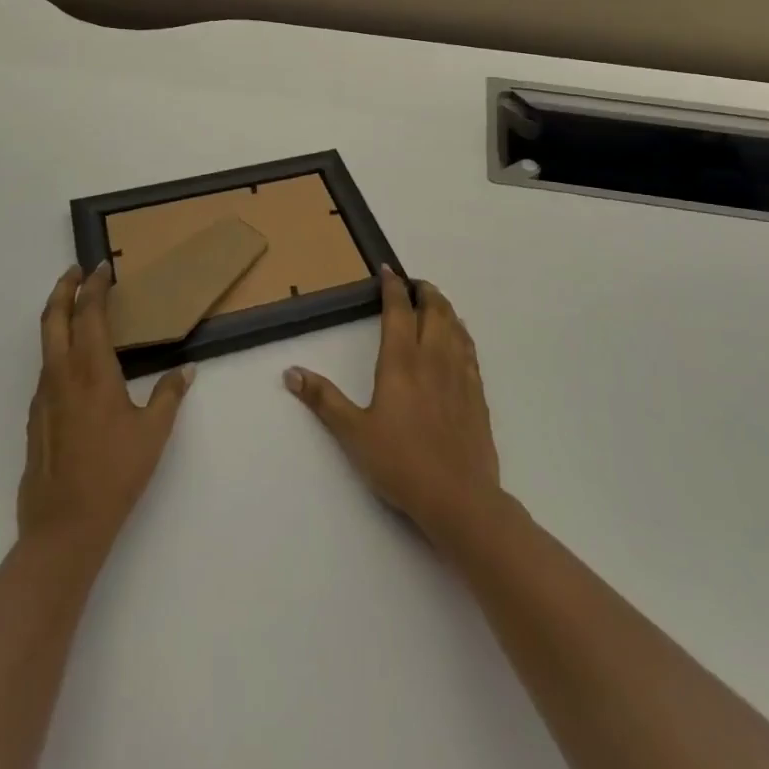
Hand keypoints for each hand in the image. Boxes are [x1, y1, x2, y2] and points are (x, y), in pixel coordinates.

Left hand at [18, 263, 194, 551]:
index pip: (89, 314)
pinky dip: (58, 349)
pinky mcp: (36, 418)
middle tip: (76, 271)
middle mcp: (61, 375)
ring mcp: (43, 396)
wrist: (64, 526)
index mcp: (91, 371)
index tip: (102, 268)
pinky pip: (46, 370)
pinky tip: (76, 364)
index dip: (95, 287)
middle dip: (63, 289)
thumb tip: (186, 370)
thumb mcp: (153, 431)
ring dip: (58, 317)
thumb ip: (169, 394)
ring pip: (45, 343)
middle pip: (54, 318)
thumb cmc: (115, 473)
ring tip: (78, 310)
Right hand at [285, 267, 504, 545]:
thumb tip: (291, 371)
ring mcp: (460, 374)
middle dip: (423, 291)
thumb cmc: (400, 463)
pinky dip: (461, 332)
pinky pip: (470, 348)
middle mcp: (433, 358)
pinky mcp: (477, 393)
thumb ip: (323, 399)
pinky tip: (458, 338)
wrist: (459, 498)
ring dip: (444, 307)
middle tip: (413, 284)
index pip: (398, 311)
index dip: (392, 287)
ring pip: (455, 325)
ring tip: (435, 302)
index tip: (388, 271)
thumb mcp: (353, 433)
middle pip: (433, 310)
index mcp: (401, 362)